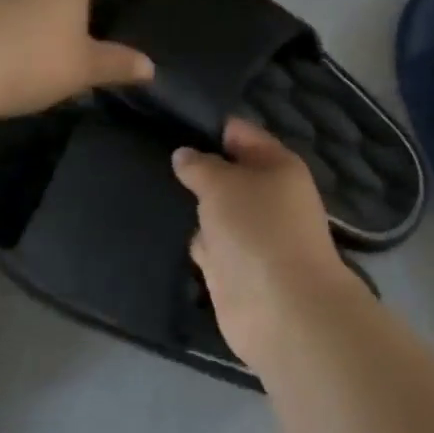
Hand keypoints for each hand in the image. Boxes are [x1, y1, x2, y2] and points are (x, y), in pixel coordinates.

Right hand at [172, 119, 360, 361]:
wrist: (281, 308)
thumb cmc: (256, 229)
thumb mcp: (221, 184)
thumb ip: (200, 166)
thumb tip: (184, 155)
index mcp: (278, 166)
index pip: (242, 134)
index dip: (210, 128)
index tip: (171, 124)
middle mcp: (270, 197)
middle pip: (229, 175)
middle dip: (197, 170)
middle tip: (153, 157)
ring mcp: (254, 236)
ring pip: (218, 212)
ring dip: (195, 209)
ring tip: (152, 191)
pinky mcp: (239, 269)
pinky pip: (212, 246)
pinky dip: (198, 244)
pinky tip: (166, 234)